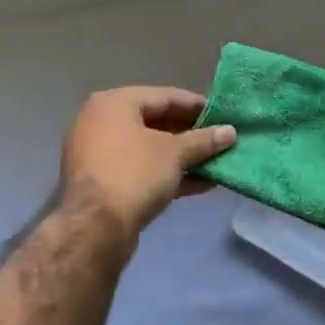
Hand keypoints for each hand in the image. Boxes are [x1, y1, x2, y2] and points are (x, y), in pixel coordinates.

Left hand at [60, 87, 235, 234]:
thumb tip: (230, 132)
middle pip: (156, 122)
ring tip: (216, 163)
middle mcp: (101, 122)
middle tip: (221, 140)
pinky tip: (200, 184)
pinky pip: (141, 170)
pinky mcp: (103, 183)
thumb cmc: (135, 173)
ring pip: (149, 149)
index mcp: (114, 103)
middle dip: (191, 134)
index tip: (224, 116)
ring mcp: (99, 154)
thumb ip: (204, 140)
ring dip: (183, 157)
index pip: (165, 96)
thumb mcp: (175, 153)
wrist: (94, 228)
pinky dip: (167, 174)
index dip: (197, 106)